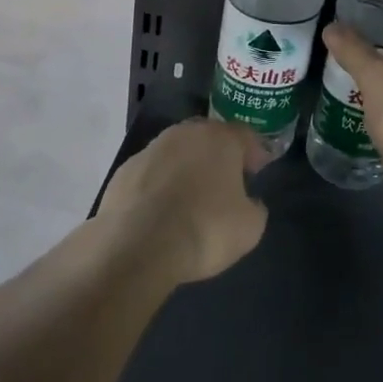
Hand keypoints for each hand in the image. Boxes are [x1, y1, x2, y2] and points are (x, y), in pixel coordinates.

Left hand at [97, 118, 269, 283]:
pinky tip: (161, 210)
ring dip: (186, 168)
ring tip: (191, 196)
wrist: (138, 247)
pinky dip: (159, 185)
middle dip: (218, 154)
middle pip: (207, 137)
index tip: (258, 169)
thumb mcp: (250, 227)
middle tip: (226, 178)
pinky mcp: (123, 172)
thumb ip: (254, 206)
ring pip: (175, 153)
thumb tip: (248, 202)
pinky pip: (151, 174)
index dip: (254, 151)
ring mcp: (149, 151)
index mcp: (219, 139)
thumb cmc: (205, 230)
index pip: (244, 135)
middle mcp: (183, 134)